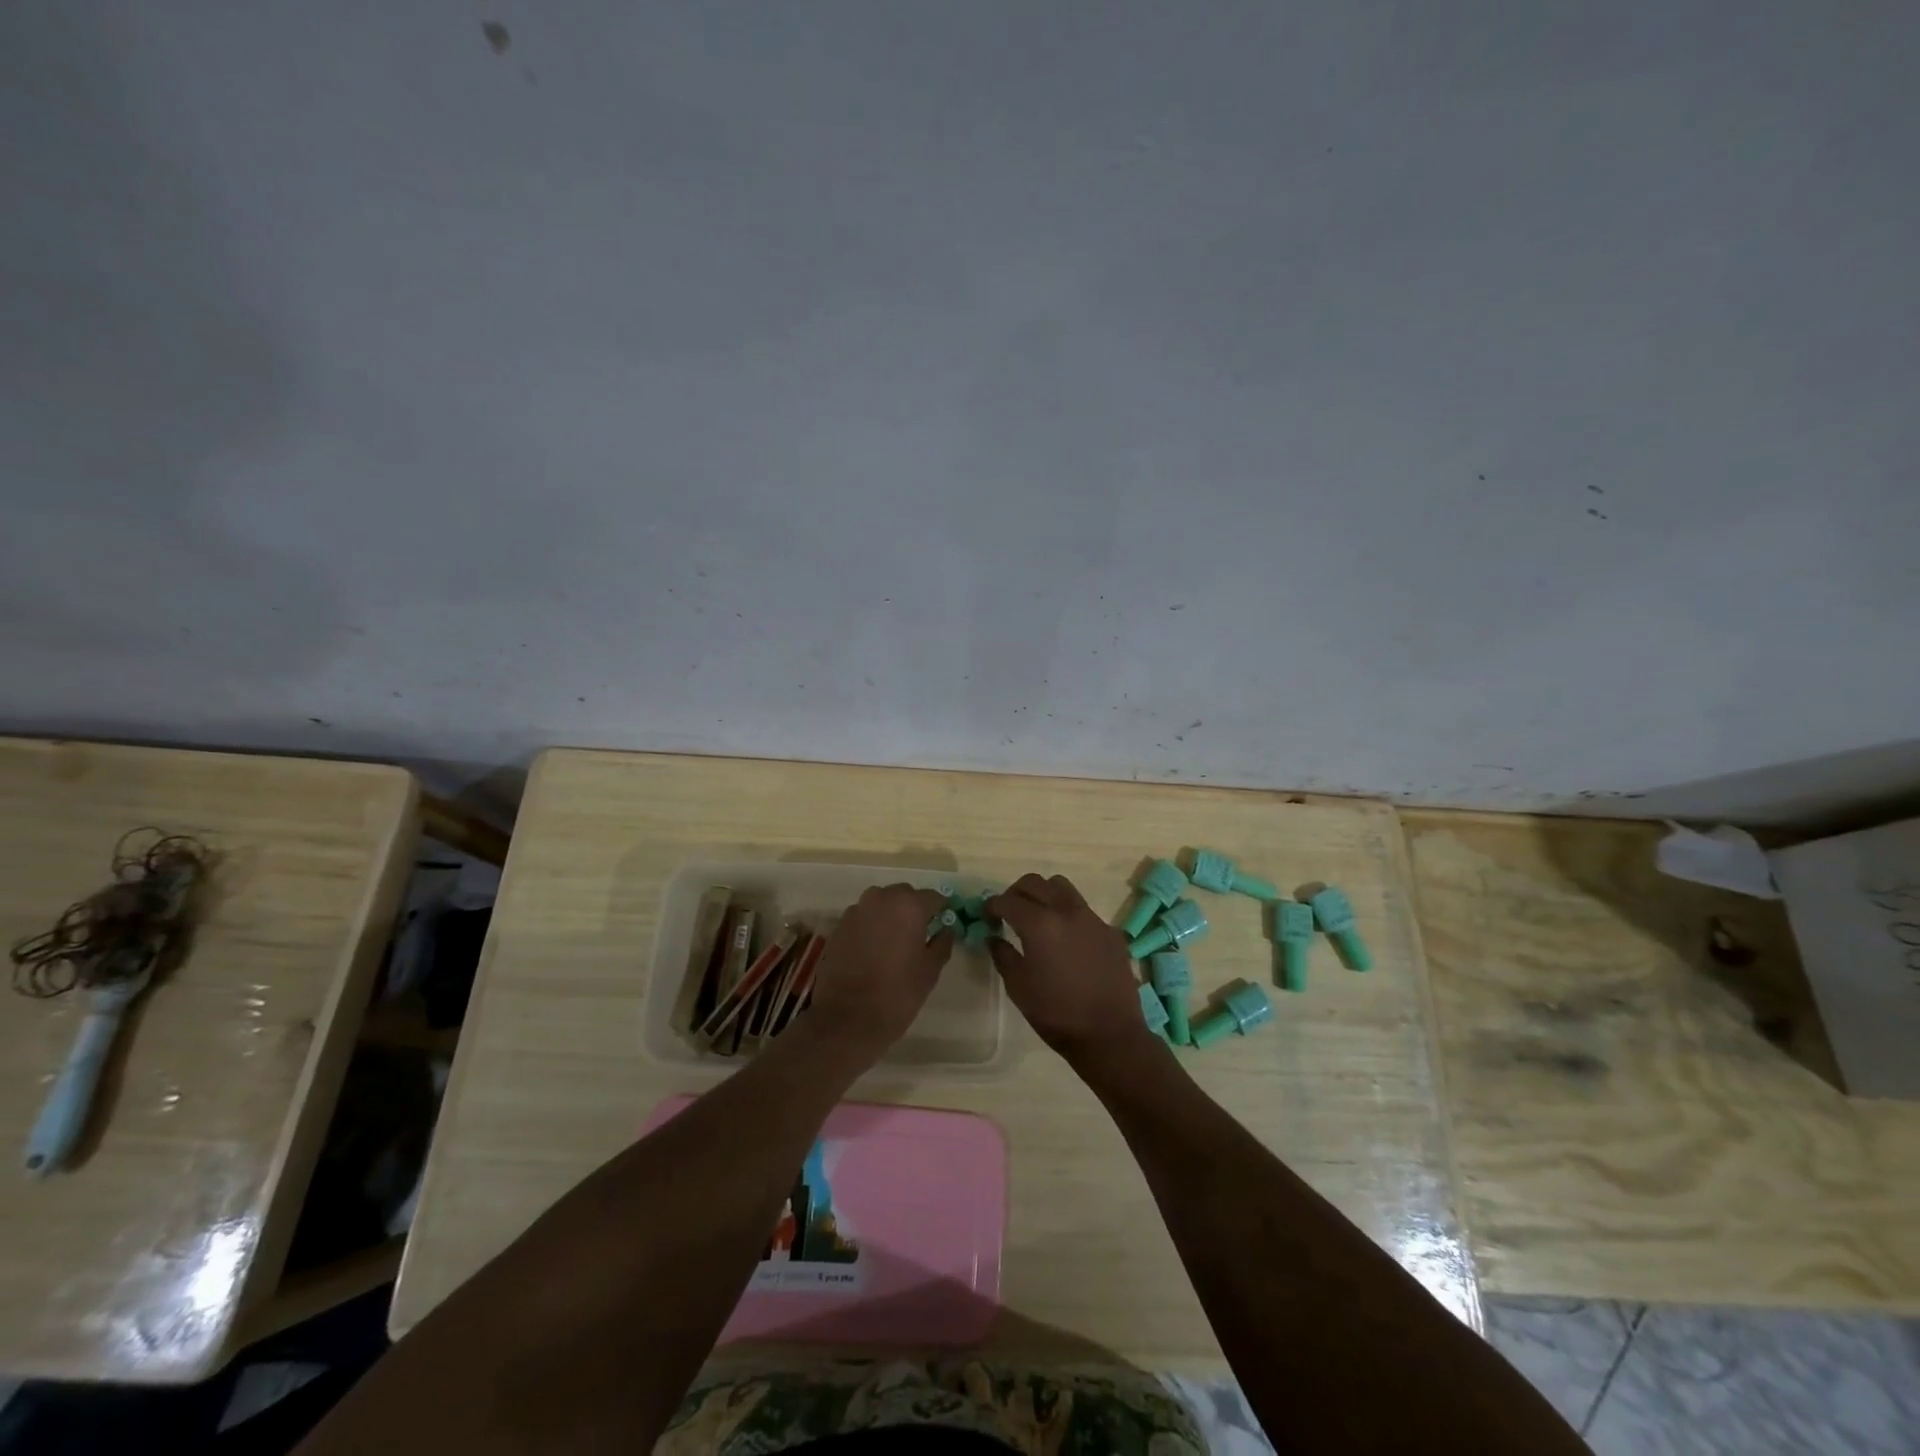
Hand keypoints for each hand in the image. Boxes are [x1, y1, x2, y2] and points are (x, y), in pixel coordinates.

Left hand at [804, 884, 952, 1063]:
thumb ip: (942, 943)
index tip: (945, 921)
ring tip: (896, 942)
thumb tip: (945, 929)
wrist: (846, 1019)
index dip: (941, 909)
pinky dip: (871, 926)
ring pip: (880, 903)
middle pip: (904, 895)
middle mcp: (880, 899)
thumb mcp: (930, 971)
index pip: (933, 897)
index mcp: (908, 905)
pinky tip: (874, 950)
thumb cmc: (897, 994)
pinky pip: (862, 918)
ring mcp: (856, 911)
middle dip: (914, 909)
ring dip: (890, 915)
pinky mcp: (838, 927)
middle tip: (920, 933)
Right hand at [986, 874, 1160, 1071]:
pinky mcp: (1110, 930)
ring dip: (1044, 894)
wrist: (1109, 1034)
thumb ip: (1003, 955)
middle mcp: (1066, 911)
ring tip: (1038, 916)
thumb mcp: (1018, 987)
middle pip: (1034, 883)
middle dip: (1016, 892)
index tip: (987, 916)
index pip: (1007, 900)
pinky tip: (1067, 940)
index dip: (992, 905)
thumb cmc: (1056, 1013)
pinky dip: (1068, 914)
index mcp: (1039, 924)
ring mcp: (1092, 918)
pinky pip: (1083, 910)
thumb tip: (994, 937)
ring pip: (1062, 887)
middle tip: (1008, 912)